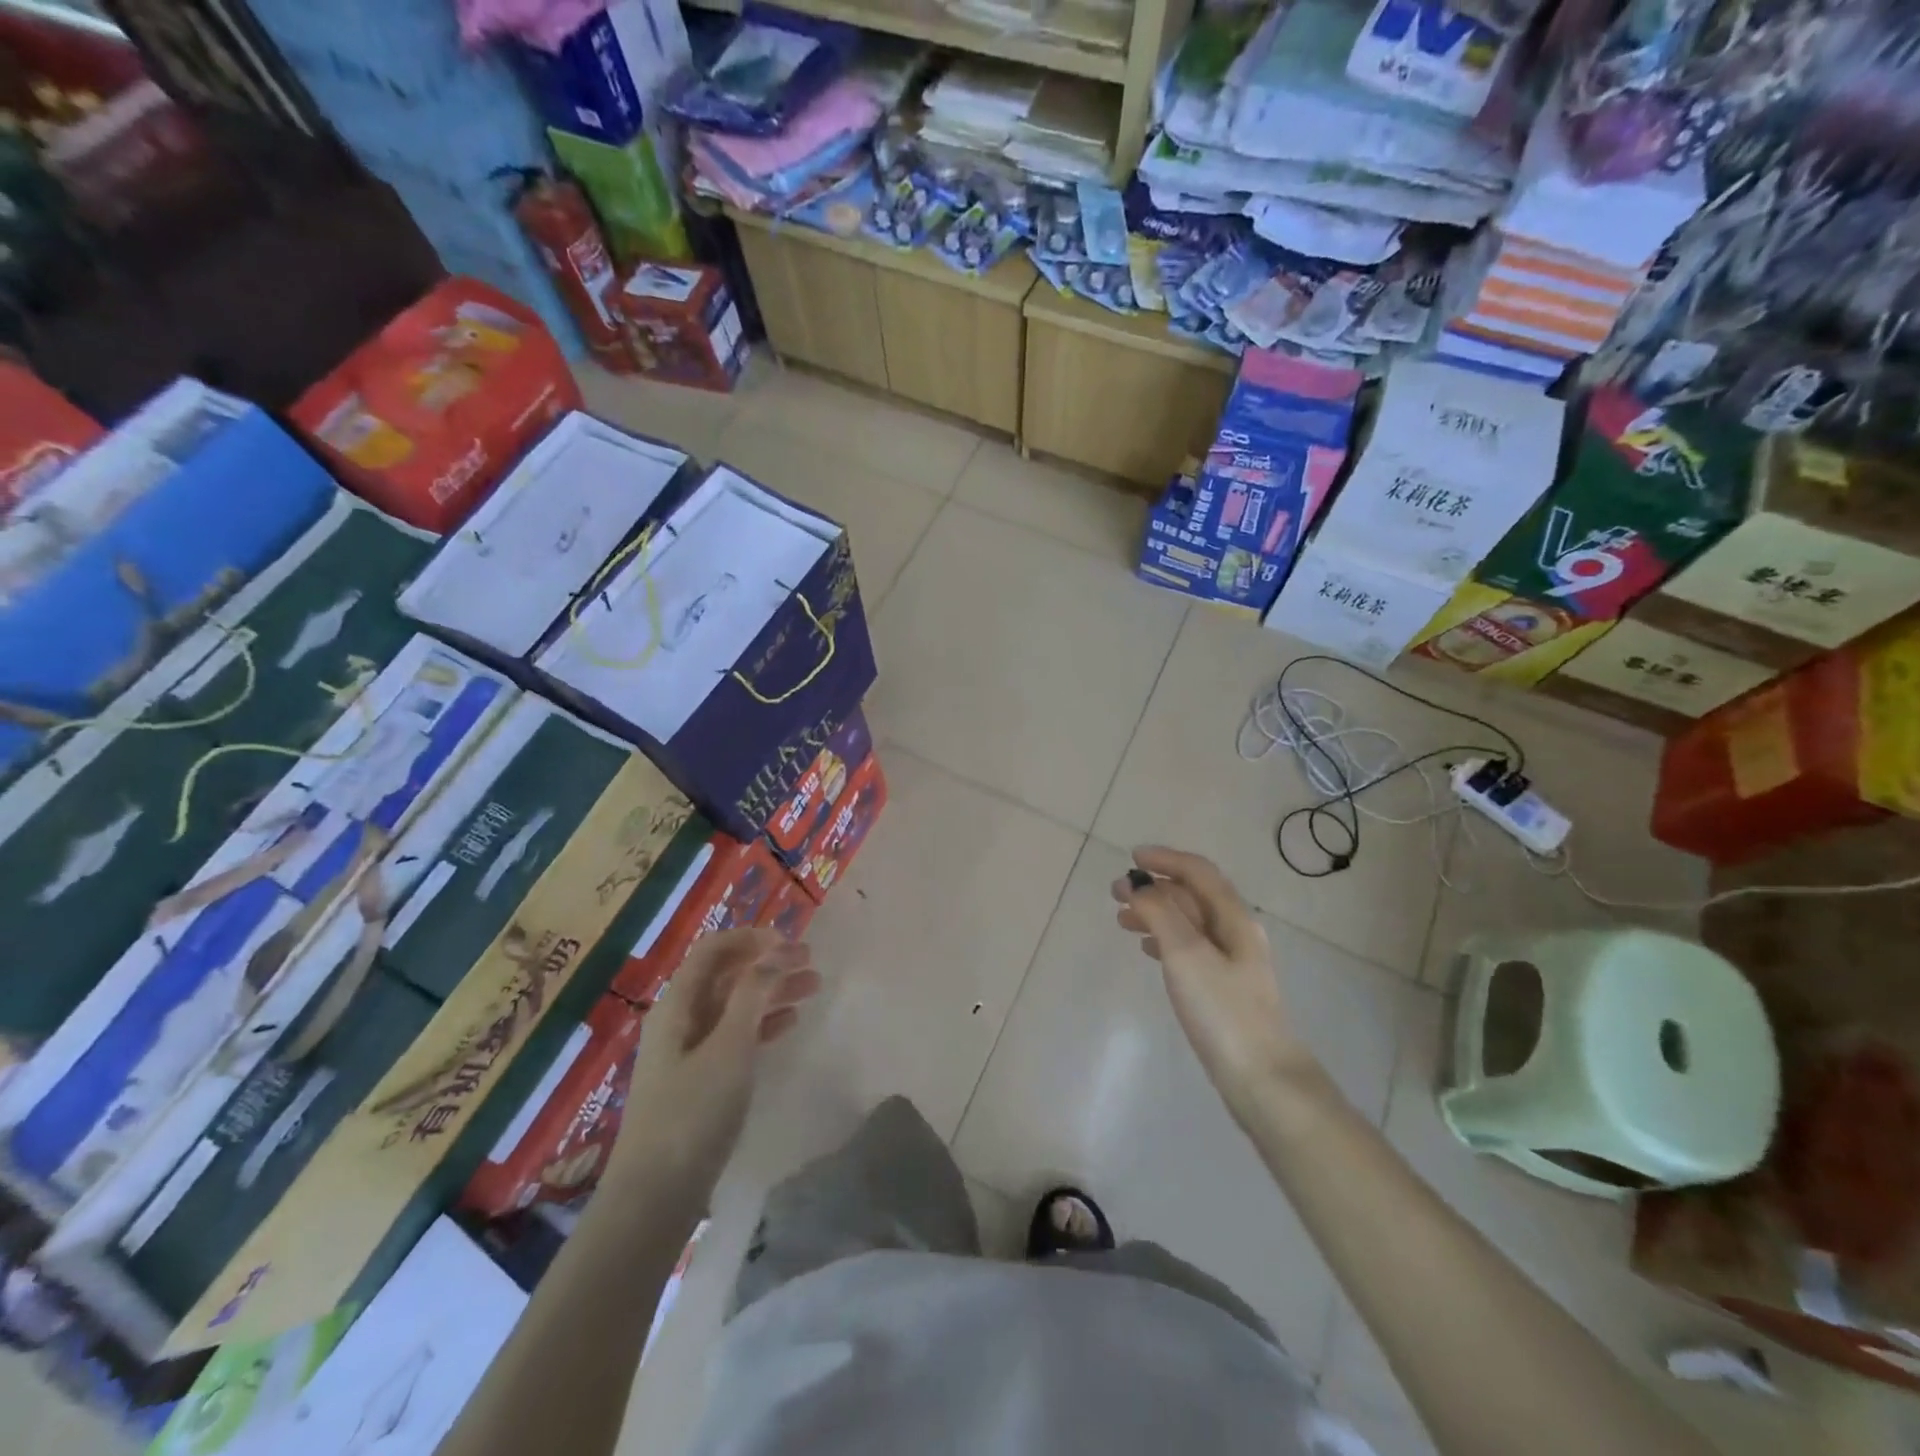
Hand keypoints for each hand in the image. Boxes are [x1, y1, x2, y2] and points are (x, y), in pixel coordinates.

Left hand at [613, 929, 821, 1201]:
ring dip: (771, 992)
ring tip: (813, 986)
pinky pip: (734, 1036)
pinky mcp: (699, 1080)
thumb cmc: (692, 1113)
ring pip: (735, 1005)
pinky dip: (762, 1023)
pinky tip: (789, 1023)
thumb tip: (775, 952)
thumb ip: (752, 995)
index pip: (713, 950)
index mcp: (677, 1004)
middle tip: (811, 960)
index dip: (750, 938)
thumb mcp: (728, 1048)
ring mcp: (688, 1051)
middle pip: (726, 976)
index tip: (790, 941)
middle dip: (768, 963)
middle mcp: (679, 1020)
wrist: (655, 1197)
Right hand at [1112, 847, 1313, 1119]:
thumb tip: (1137, 886)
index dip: (1166, 859)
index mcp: (1234, 918)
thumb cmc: (1222, 1010)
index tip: (1131, 858)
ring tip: (1123, 922)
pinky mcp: (1224, 988)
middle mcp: (1236, 933)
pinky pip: (1190, 948)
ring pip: (1189, 923)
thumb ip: (1160, 913)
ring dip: (1156, 914)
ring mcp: (1232, 962)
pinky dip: (1165, 939)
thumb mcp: (1186, 954)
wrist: (1262, 1078)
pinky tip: (1148, 951)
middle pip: (1193, 896)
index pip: (1198, 872)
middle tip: (1116, 893)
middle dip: (1155, 888)